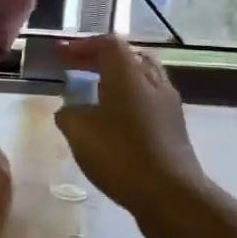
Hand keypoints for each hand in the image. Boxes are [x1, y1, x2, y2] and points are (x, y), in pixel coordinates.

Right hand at [55, 37, 208, 218]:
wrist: (171, 194)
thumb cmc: (121, 155)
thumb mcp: (80, 133)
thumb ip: (69, 115)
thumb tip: (68, 109)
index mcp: (128, 72)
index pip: (107, 43)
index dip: (82, 46)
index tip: (61, 56)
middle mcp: (152, 79)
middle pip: (128, 56)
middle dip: (101, 60)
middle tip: (78, 71)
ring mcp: (168, 102)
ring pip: (142, 78)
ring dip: (118, 80)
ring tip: (96, 95)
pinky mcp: (175, 125)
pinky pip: (149, 100)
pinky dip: (130, 100)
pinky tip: (115, 122)